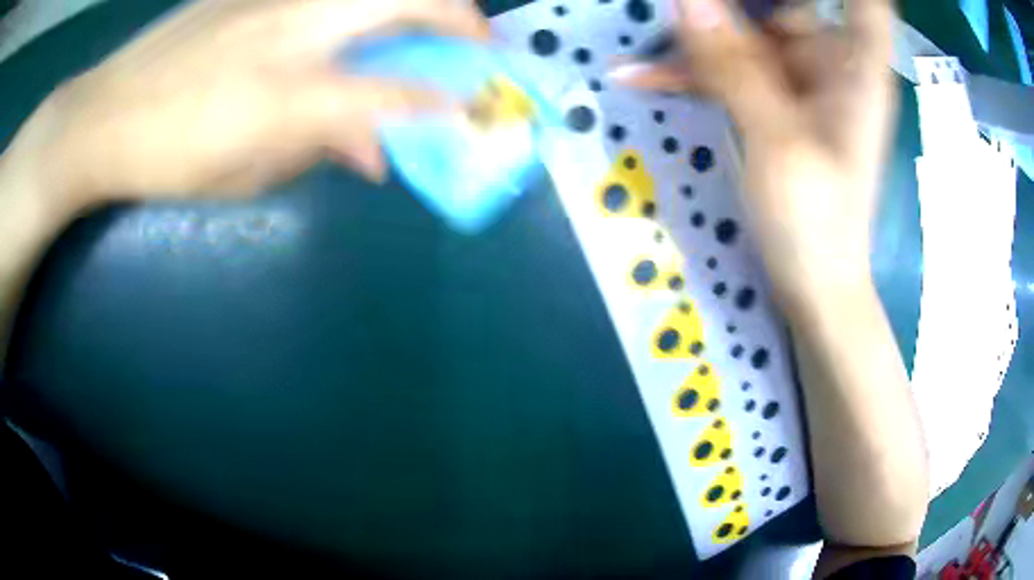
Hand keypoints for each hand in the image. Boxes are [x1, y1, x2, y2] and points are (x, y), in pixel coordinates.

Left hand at [3, 0, 489, 217]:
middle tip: (481, 43)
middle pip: (407, 3)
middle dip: (462, 21)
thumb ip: (319, 151)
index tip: (475, 109)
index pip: (393, 94)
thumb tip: (374, 151)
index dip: (444, 103)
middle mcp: (295, 30)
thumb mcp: (246, 176)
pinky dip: (360, 7)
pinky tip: (348, 26)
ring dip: (421, 3)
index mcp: (288, 95)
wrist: (105, 113)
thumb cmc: (168, 159)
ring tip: (434, 25)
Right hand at [617, 0, 895, 300]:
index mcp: (855, 68)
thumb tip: (686, 1)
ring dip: (697, 41)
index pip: (866, 3)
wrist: (814, 287)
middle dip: (732, 10)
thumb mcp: (779, 142)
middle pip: (785, 8)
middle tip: (682, 15)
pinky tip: (642, 76)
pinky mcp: (775, 104)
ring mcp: (801, 83)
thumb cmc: (817, 225)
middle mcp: (831, 65)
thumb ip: (735, 66)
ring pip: (746, 36)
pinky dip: (692, 73)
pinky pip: (731, 72)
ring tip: (645, 57)